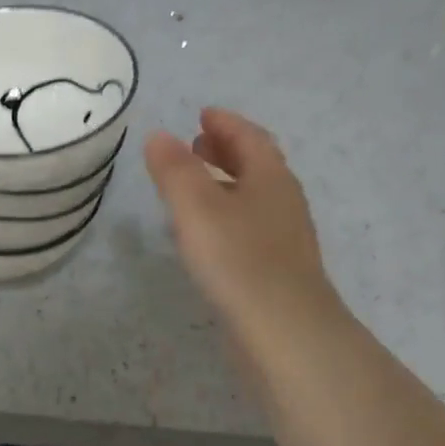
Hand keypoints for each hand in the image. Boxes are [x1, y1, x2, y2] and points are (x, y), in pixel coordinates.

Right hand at [144, 108, 343, 346]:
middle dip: (226, 151)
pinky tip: (208, 234)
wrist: (286, 332)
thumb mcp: (196, 207)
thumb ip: (174, 170)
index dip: (225, 123)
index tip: (203, 114)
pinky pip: (250, 226)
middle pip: (256, 165)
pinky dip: (227, 214)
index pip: (249, 137)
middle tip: (197, 144)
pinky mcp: (277, 269)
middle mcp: (282, 202)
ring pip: (253, 197)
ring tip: (195, 186)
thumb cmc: (239, 259)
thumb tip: (158, 135)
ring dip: (226, 183)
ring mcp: (284, 238)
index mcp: (270, 177)